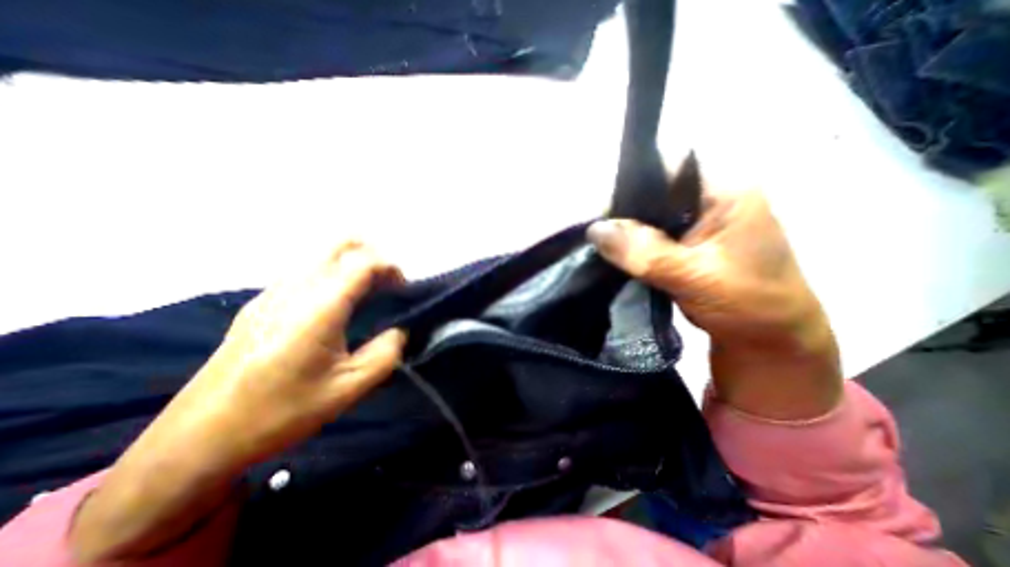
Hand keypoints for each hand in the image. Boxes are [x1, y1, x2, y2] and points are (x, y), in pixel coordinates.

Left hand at [183, 239, 404, 463]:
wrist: (197, 439)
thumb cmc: (280, 413)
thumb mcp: (349, 389)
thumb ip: (386, 353)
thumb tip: (399, 331)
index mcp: (318, 308)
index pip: (362, 262)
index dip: (390, 267)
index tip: (403, 289)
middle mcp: (293, 289)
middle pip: (339, 244)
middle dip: (372, 254)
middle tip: (387, 284)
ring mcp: (272, 293)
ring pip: (322, 255)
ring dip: (352, 264)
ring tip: (367, 295)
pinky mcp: (260, 304)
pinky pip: (306, 271)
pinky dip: (332, 275)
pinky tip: (336, 307)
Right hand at [590, 187, 841, 419]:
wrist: (769, 343)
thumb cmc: (749, 305)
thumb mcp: (696, 276)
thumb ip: (646, 252)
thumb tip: (595, 230)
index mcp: (724, 193)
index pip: (667, 172)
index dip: (629, 186)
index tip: (598, 213)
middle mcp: (708, 202)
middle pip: (653, 196)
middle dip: (621, 214)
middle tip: (592, 233)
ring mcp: (695, 226)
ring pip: (648, 220)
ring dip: (624, 233)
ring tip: (596, 244)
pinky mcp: (684, 247)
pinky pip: (649, 240)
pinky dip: (630, 248)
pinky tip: (611, 255)